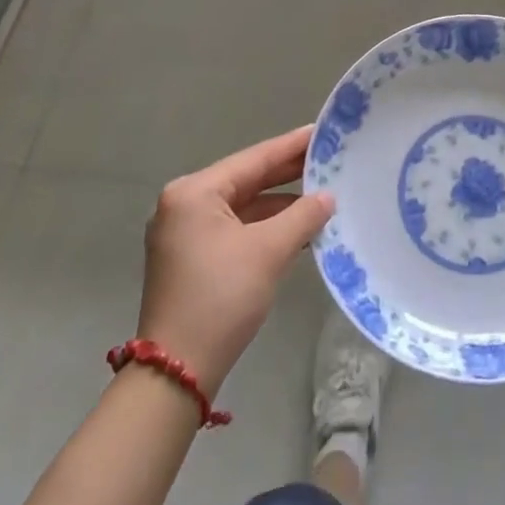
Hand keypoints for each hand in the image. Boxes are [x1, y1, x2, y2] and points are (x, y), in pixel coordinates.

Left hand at [135, 125, 334, 396]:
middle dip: (288, 173)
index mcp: (194, 193)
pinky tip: (298, 226)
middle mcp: (184, 205)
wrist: (176, 373)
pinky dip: (266, 226)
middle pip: (247, 180)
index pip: (254, 159)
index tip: (324, 131)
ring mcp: (185, 233)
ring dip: (280, 203)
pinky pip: (236, 228)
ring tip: (323, 192)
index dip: (292, 146)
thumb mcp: (268, 251)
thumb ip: (302, 216)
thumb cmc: (220, 299)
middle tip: (329, 157)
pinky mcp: (192, 258)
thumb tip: (328, 197)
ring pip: (243, 206)